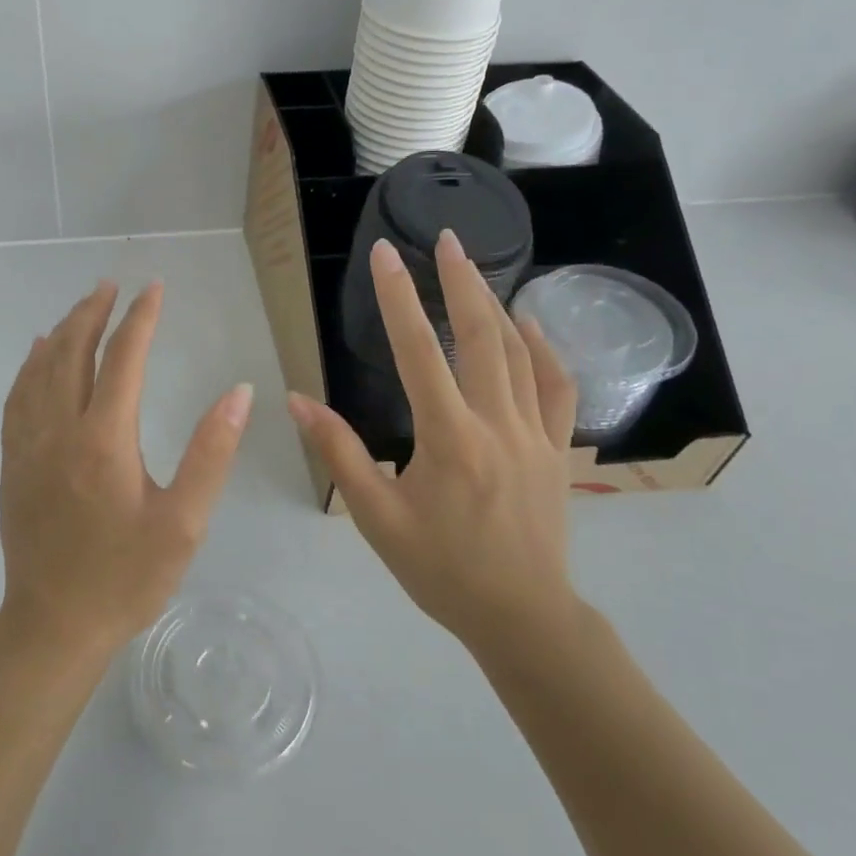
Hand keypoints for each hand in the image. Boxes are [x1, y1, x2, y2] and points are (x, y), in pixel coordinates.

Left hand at [0, 280, 254, 658]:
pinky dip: (29, 366)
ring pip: (40, 369)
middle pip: (73, 352)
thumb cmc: (125, 577)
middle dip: (93, 312)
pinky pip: (17, 397)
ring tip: (80, 308)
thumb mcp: (183, 523)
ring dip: (62, 332)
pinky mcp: (12, 463)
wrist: (53, 625)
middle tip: (110, 285)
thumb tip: (239, 393)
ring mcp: (28, 445)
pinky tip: (36, 355)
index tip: (154, 289)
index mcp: (104, 438)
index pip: (124, 359)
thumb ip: (212, 453)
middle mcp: (60, 429)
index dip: (140, 319)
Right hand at [288, 231, 580, 667]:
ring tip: (475, 268)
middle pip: (481, 336)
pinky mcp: (557, 449)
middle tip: (446, 238)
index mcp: (449, 438)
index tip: (385, 254)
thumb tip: (298, 400)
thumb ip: (339, 452)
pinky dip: (544, 349)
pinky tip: (530, 325)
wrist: (522, 617)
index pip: (418, 351)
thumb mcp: (376, 517)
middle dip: (461, 281)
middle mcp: (496, 424)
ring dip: (495, 305)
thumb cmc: (440, 569)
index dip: (398, 297)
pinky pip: (557, 387)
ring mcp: (535, 434)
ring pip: (519, 353)